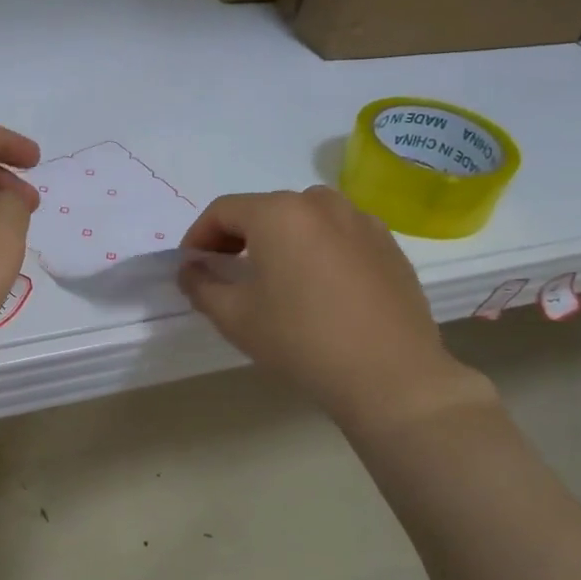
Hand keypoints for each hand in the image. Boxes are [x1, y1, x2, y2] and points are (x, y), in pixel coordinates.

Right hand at [178, 187, 493, 437]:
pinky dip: (316, 249)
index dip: (198, 236)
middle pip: (264, 210)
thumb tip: (191, 269)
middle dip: (237, 236)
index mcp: (279, 213)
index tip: (191, 266)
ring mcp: (361, 221)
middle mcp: (321, 203)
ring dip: (278, 240)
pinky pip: (338, 235)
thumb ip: (201, 285)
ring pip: (304, 219)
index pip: (223, 210)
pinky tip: (316, 288)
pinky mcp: (388, 245)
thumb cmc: (300, 340)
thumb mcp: (234, 317)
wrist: (390, 376)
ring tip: (272, 277)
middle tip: (225, 272)